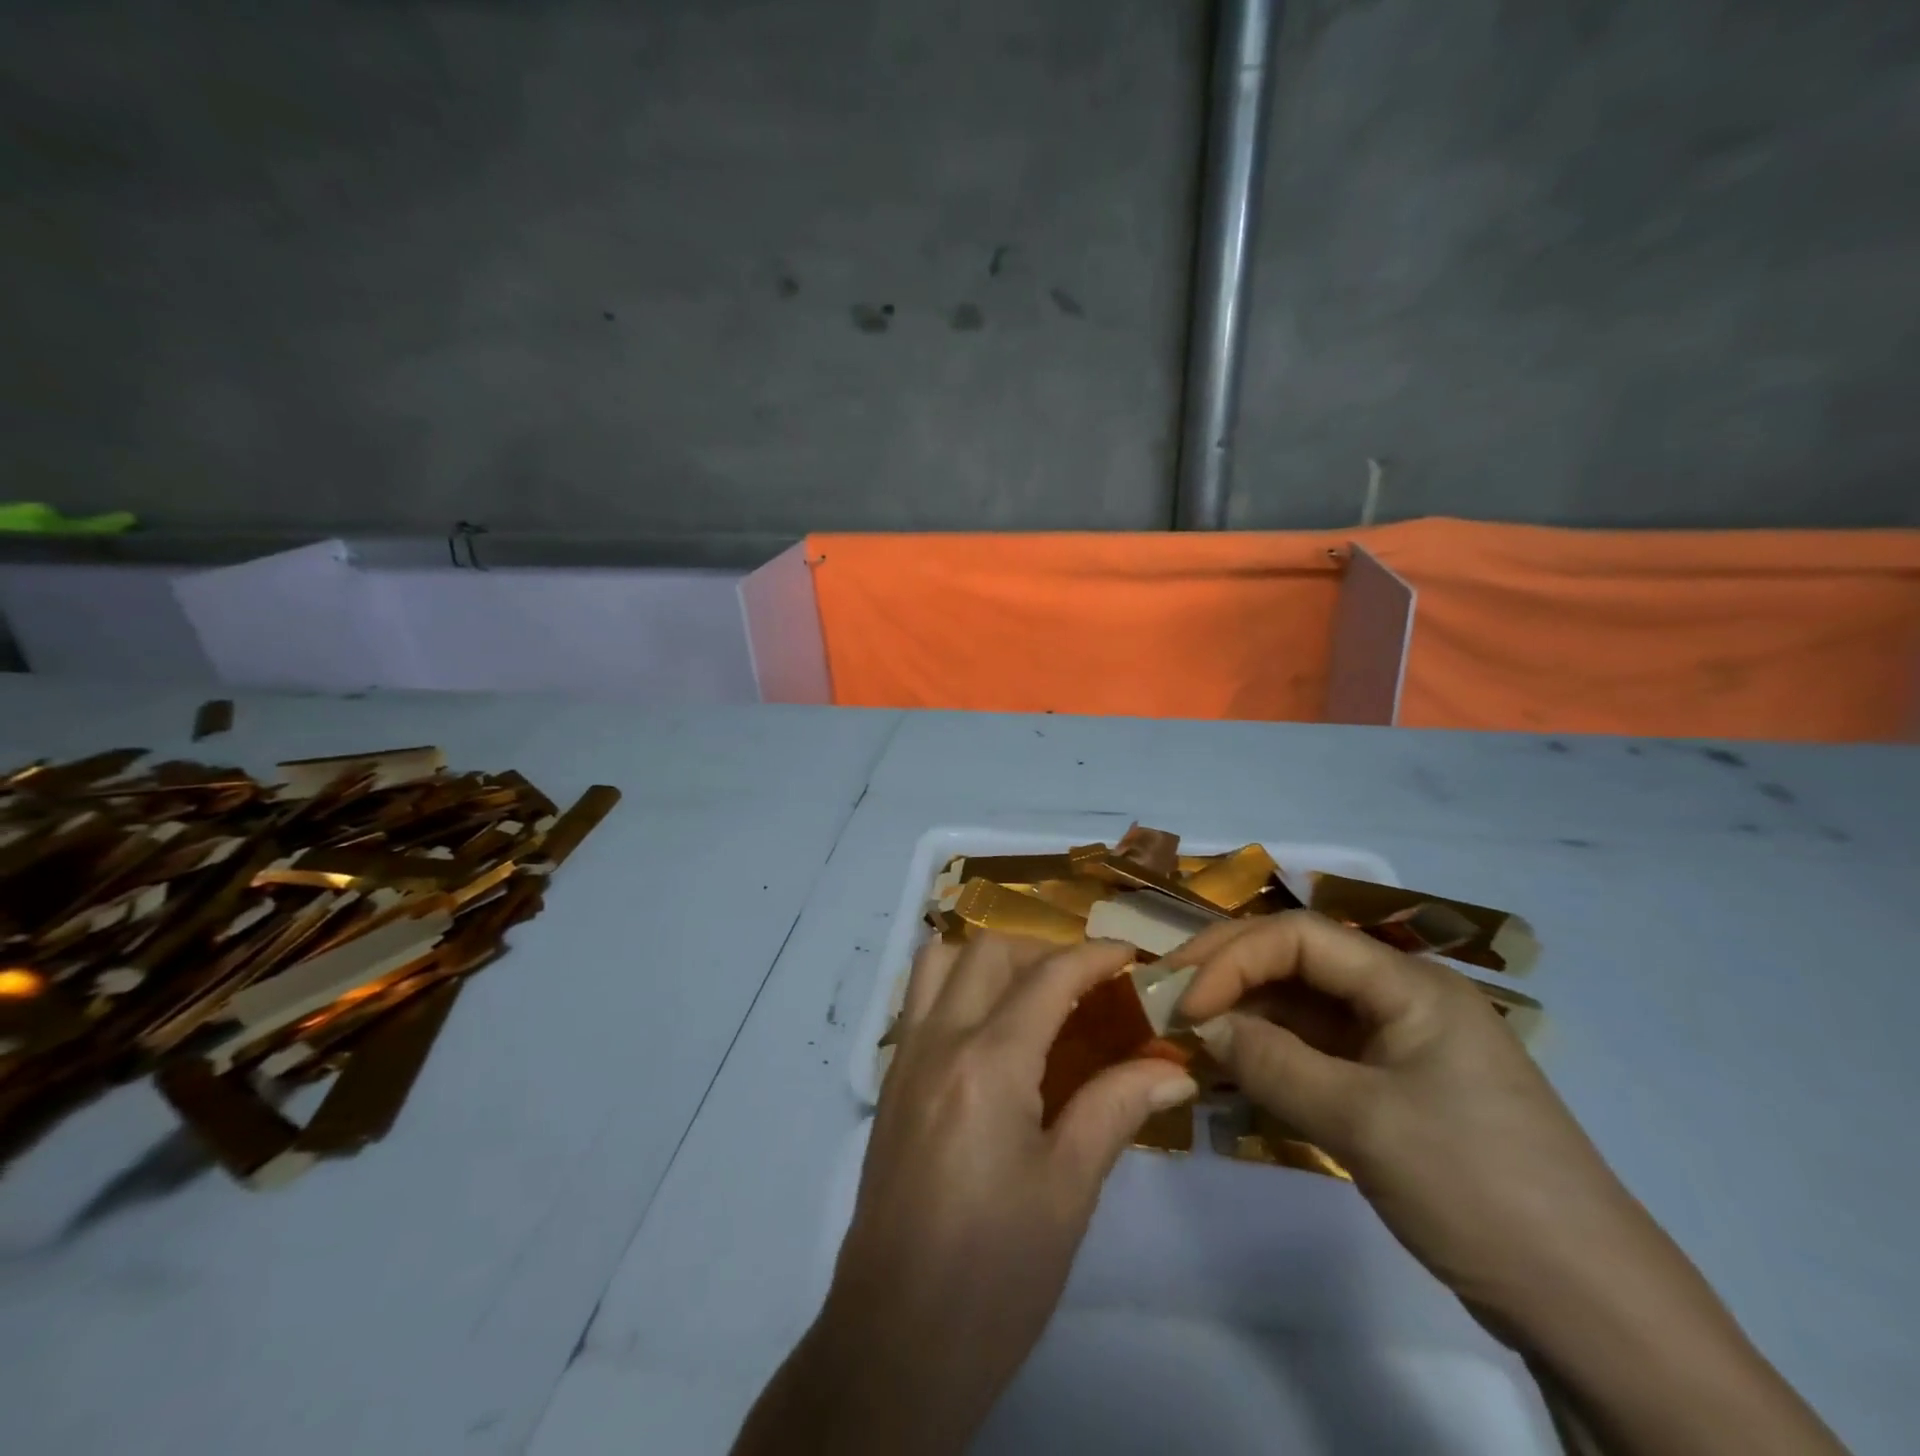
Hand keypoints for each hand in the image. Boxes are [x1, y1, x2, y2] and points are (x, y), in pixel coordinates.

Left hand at [734, 934, 1195, 1455]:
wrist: (894, 1344)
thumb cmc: (995, 1275)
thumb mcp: (1068, 1190)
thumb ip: (1117, 1108)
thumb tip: (1175, 1069)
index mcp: (988, 1063)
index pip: (1047, 977)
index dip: (1095, 957)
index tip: (1133, 957)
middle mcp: (938, 1040)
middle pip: (988, 952)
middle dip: (1043, 951)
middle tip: (1088, 986)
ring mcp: (904, 1058)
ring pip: (939, 964)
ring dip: (990, 961)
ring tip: (1034, 999)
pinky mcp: (890, 1084)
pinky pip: (920, 1001)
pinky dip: (959, 989)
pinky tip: (993, 1038)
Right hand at [1173, 908, 1641, 1322]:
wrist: (1593, 1311)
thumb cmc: (1478, 1190)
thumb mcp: (1363, 1123)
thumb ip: (1272, 1064)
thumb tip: (1201, 1026)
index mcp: (1408, 983)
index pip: (1299, 936)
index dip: (1233, 958)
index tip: (1185, 1003)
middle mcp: (1400, 997)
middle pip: (1296, 962)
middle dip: (1229, 976)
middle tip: (1168, 1002)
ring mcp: (1397, 1044)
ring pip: (1301, 1008)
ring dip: (1244, 1018)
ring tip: (1188, 1038)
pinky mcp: (1392, 1087)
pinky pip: (1315, 1052)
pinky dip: (1270, 1057)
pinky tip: (1229, 1072)